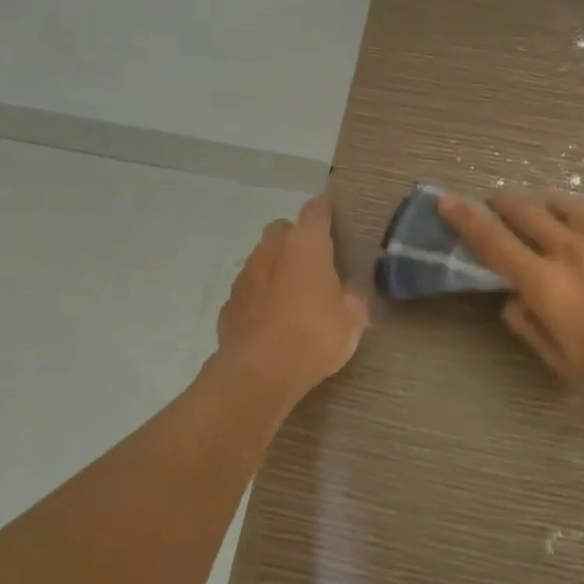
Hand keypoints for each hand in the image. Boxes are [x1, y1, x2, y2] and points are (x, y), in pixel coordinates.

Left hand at [214, 194, 369, 406]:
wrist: (258, 373)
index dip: (326, 210)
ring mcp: (245, 276)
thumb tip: (352, 290)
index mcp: (306, 244)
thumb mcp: (352, 320)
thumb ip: (354, 298)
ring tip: (294, 293)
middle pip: (283, 229)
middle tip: (316, 261)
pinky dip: (260, 296)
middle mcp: (271, 249)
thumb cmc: (314, 335)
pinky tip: (272, 319)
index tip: (335, 216)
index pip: (316, 210)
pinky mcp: (229, 304)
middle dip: (297, 238)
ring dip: (276, 268)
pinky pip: (249, 290)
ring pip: (262, 258)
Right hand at [438, 190, 583, 418]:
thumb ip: (528, 324)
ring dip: (535, 205)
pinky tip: (570, 225)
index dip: (464, 218)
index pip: (493, 241)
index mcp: (545, 283)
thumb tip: (511, 300)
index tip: (445, 199)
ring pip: (556, 202)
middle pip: (522, 210)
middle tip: (490, 210)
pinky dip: (567, 211)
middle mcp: (568, 250)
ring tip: (533, 216)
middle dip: (498, 204)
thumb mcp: (559, 359)